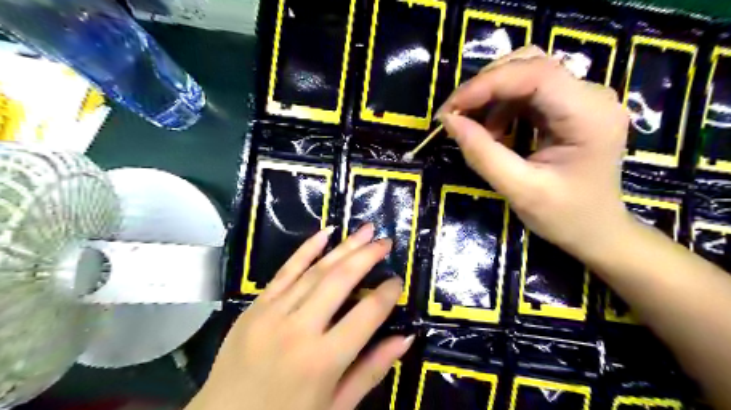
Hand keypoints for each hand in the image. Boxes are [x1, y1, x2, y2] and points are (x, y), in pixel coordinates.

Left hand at [187, 224, 412, 408]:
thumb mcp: (336, 407)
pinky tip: (325, 233)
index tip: (398, 280)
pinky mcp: (255, 306)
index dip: (387, 294)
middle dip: (367, 256)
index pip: (367, 314)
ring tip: (365, 230)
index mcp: (323, 360)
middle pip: (341, 281)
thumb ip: (371, 370)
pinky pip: (284, 271)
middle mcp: (299, 329)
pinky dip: (306, 249)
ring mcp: (273, 313)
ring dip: (344, 247)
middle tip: (385, 242)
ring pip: (316, 271)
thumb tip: (405, 337)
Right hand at [436, 45, 630, 255]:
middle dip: (485, 86)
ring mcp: (582, 98)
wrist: (596, 231)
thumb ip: (482, 154)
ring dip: (491, 97)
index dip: (486, 84)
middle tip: (455, 115)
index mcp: (589, 115)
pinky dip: (501, 106)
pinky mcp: (569, 106)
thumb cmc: (564, 216)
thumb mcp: (519, 190)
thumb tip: (449, 121)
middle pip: (530, 64)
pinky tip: (494, 131)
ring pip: (526, 73)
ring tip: (475, 129)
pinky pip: (528, 92)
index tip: (451, 109)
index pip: (535, 75)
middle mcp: (591, 95)